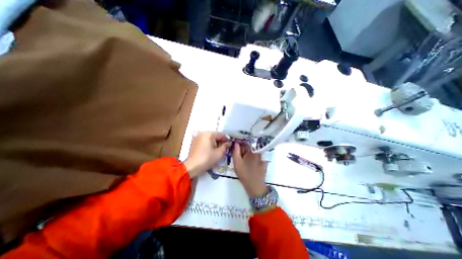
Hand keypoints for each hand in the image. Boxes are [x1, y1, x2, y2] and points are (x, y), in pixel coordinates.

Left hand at [184, 132, 230, 178]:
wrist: (192, 167)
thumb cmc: (207, 159)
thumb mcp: (219, 153)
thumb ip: (225, 146)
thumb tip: (229, 143)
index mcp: (209, 134)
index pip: (221, 135)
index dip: (227, 140)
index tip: (230, 145)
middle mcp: (202, 133)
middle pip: (215, 136)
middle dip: (220, 142)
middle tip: (225, 149)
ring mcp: (197, 137)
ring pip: (210, 138)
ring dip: (215, 143)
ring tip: (218, 150)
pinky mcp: (194, 142)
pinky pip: (204, 141)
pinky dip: (209, 144)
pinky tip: (211, 151)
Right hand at [233, 143, 268, 197]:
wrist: (255, 186)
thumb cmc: (245, 174)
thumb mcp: (237, 162)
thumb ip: (235, 151)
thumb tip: (236, 143)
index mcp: (252, 150)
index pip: (246, 142)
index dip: (240, 143)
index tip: (235, 146)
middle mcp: (258, 151)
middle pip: (250, 146)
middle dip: (243, 148)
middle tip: (238, 154)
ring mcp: (262, 156)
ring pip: (253, 150)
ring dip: (247, 152)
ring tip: (242, 159)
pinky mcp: (264, 161)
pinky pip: (256, 155)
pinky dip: (252, 156)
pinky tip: (248, 161)